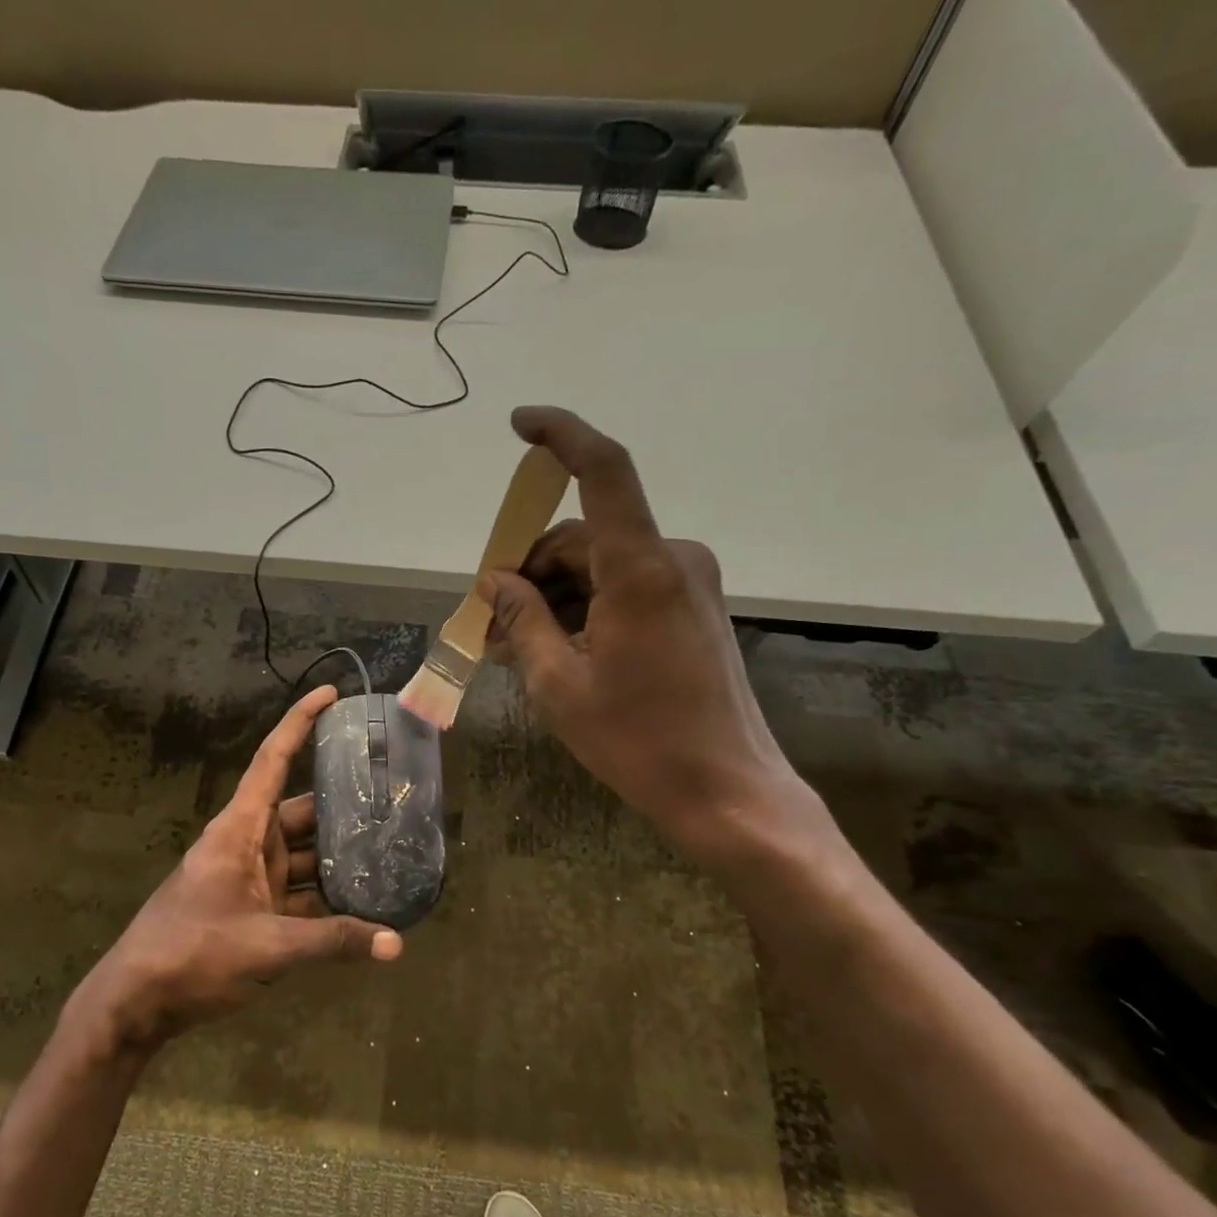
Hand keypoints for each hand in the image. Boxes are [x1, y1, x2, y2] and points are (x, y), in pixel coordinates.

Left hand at [63, 685, 401, 1057]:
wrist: (136, 1003)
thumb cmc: (191, 954)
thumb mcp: (267, 946)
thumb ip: (332, 941)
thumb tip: (397, 944)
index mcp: (240, 829)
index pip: (273, 760)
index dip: (300, 723)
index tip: (331, 695)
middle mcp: (248, 844)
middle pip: (302, 811)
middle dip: (343, 803)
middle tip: (393, 796)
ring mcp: (251, 879)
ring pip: (304, 854)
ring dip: (340, 856)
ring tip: (391, 848)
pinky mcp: (254, 911)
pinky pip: (299, 892)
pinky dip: (328, 897)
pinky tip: (365, 902)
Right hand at [481, 406, 821, 868]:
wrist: (727, 792)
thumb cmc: (637, 740)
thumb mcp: (559, 684)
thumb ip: (523, 620)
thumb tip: (494, 581)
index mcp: (641, 568)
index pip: (603, 471)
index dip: (562, 435)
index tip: (520, 424)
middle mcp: (672, 560)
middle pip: (584, 537)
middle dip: (531, 571)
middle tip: (489, 624)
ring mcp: (688, 584)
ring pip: (602, 566)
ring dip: (555, 596)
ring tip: (516, 649)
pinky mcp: (693, 609)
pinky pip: (626, 588)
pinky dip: (586, 608)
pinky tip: (557, 650)